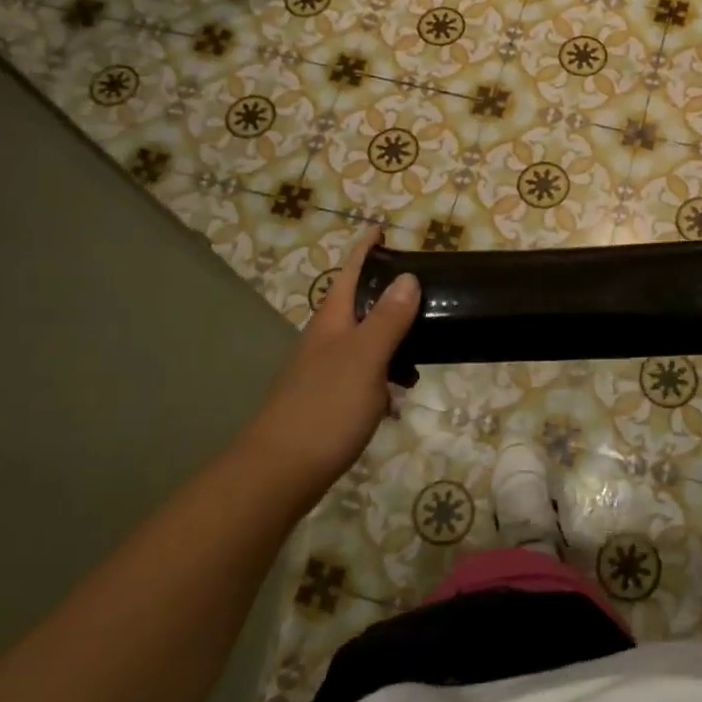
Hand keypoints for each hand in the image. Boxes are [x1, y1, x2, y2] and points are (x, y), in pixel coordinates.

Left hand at [237, 226, 420, 518]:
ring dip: (392, 341)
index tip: (382, 229)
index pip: (350, 273)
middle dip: (387, 295)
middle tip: (423, 291)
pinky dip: (385, 378)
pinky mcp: (329, 402)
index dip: (366, 250)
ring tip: (423, 351)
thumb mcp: (364, 359)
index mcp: (332, 322)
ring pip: (364, 343)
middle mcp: (326, 341)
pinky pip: (364, 377)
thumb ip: (387, 320)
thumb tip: (407, 278)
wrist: (279, 472)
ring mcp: (325, 372)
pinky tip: (398, 399)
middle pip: (358, 305)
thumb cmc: (325, 408)